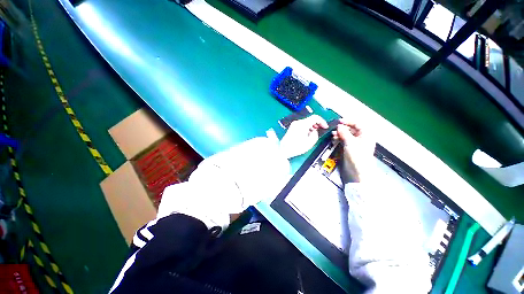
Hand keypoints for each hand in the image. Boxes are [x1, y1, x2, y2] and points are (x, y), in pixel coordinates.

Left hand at [280, 115, 328, 158]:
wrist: (284, 149)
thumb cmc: (295, 147)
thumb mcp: (310, 142)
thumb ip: (315, 135)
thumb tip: (314, 131)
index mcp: (303, 124)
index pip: (315, 117)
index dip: (322, 121)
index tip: (325, 126)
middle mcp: (298, 122)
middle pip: (310, 119)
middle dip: (317, 124)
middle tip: (320, 130)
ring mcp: (294, 125)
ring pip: (306, 122)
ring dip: (311, 126)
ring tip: (313, 134)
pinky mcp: (292, 128)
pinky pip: (301, 125)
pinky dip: (306, 128)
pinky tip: (307, 134)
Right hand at [332, 119, 375, 182]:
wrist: (358, 172)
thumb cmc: (357, 155)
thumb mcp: (350, 142)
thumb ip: (344, 133)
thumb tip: (339, 126)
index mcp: (366, 134)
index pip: (357, 124)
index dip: (348, 122)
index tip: (339, 122)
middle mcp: (361, 138)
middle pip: (351, 129)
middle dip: (342, 128)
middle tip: (334, 130)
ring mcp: (355, 143)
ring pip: (347, 135)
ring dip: (340, 134)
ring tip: (333, 135)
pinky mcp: (350, 149)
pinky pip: (344, 141)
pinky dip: (339, 139)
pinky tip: (334, 139)